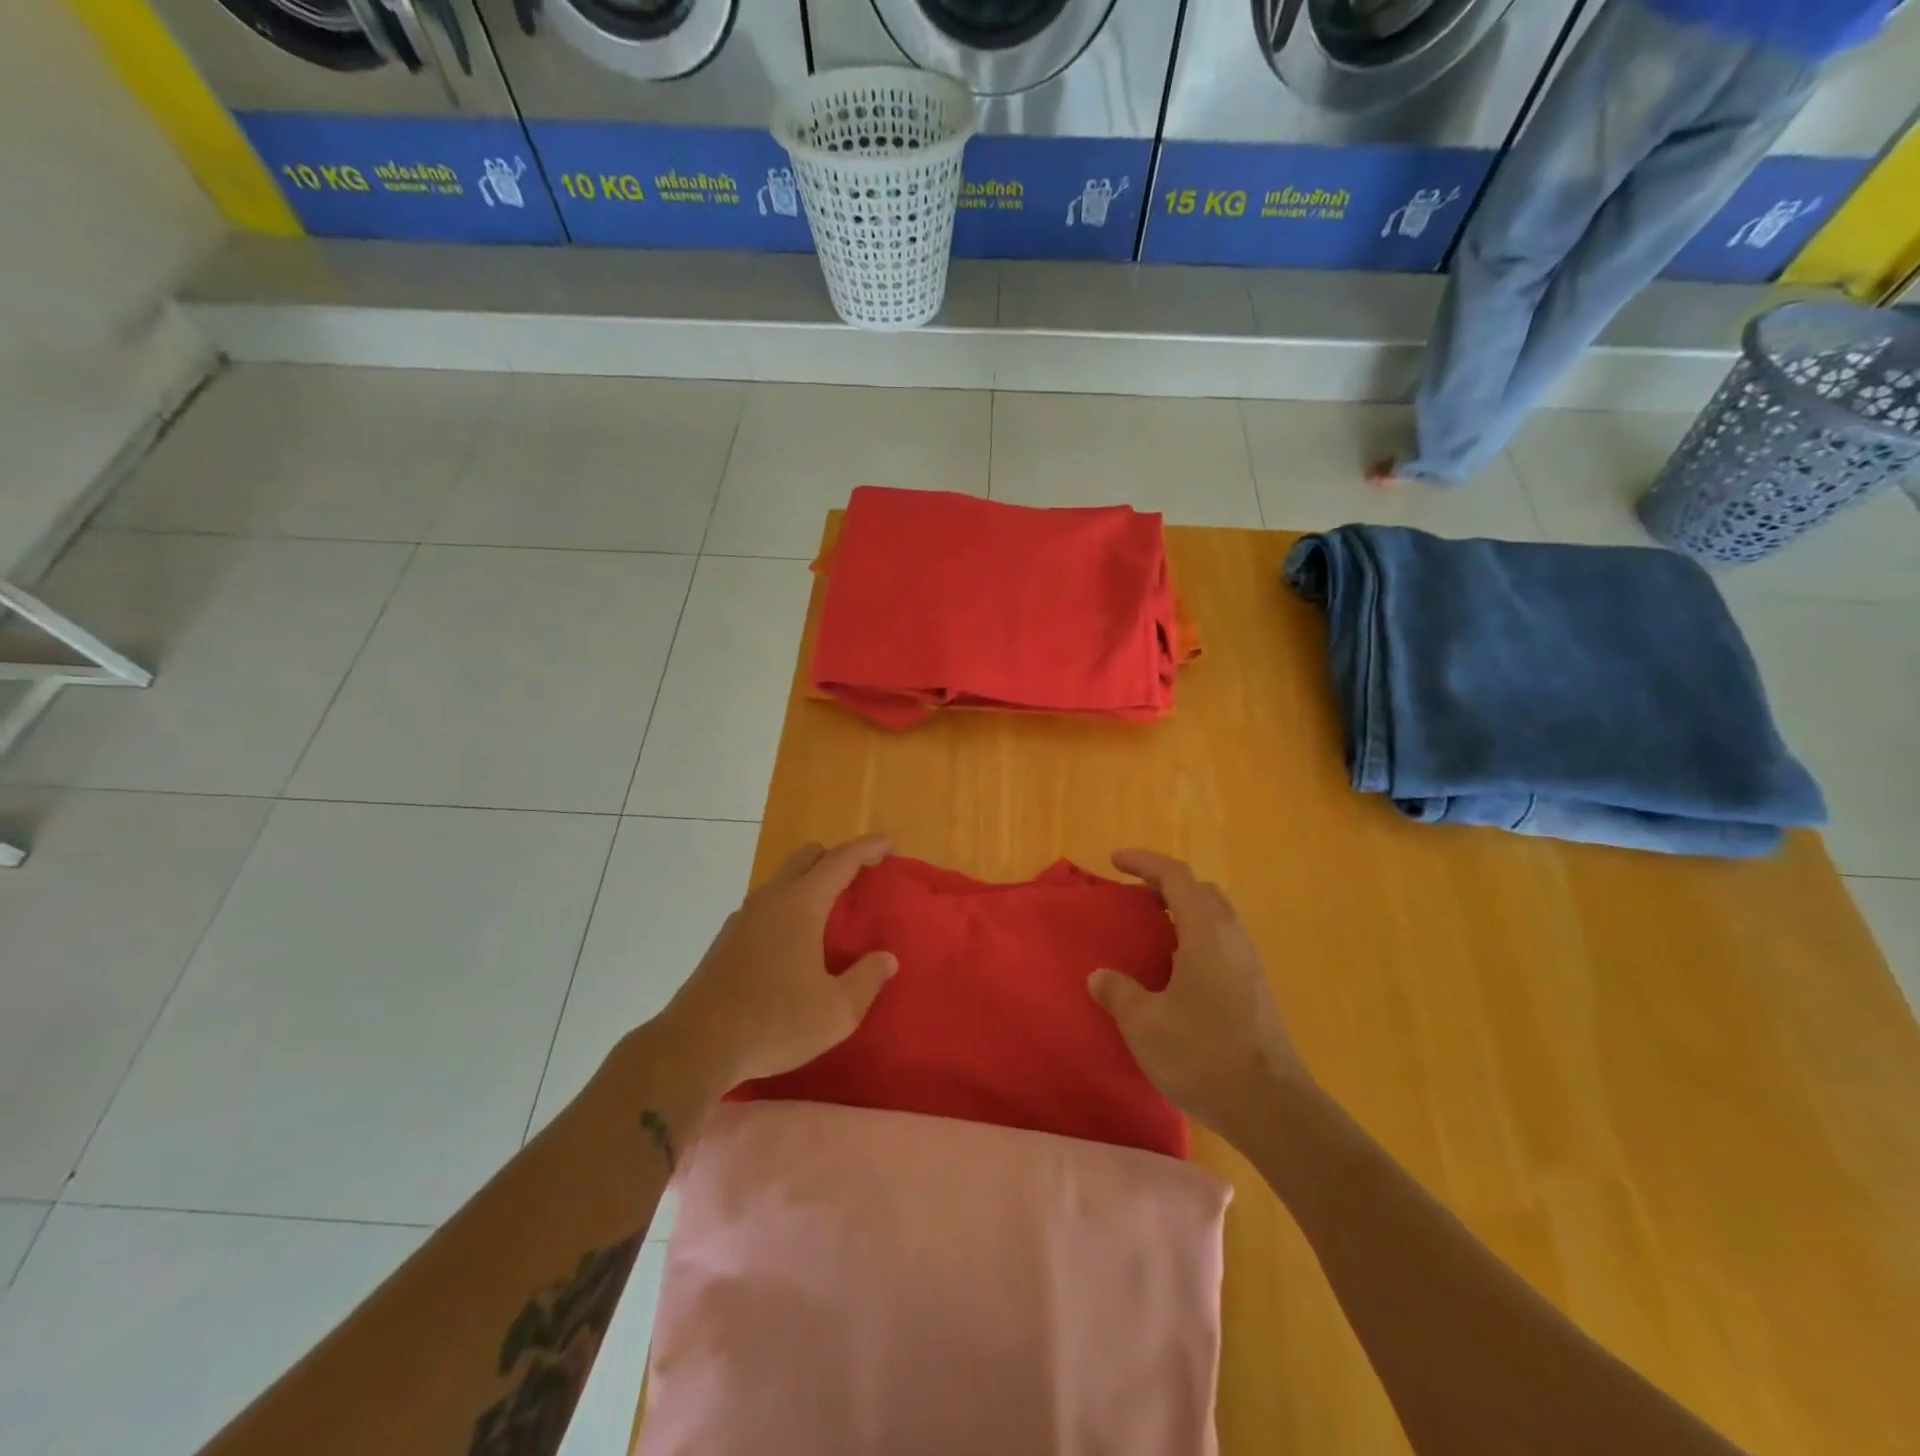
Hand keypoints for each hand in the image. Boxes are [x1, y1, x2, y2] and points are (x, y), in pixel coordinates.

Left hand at [660, 835, 896, 1090]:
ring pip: (782, 880)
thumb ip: (867, 979)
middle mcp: (770, 900)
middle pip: (806, 857)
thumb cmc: (774, 1023)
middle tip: (861, 877)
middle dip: (836, 857)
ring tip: (831, 912)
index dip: (868, 848)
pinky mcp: (726, 941)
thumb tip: (885, 958)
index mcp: (800, 905)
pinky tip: (795, 942)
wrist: (695, 1048)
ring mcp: (742, 918)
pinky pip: (766, 906)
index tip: (889, 844)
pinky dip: (788, 906)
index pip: (840, 860)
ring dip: (809, 882)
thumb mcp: (837, 1011)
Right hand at [1089, 850, 1308, 1137]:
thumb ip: (1118, 993)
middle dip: (1167, 885)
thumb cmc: (1203, 1055)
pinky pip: (1223, 944)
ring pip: (1217, 918)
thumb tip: (1100, 977)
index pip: (1176, 876)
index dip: (1144, 862)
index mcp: (1205, 933)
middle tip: (1135, 898)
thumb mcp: (1145, 1024)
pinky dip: (1197, 938)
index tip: (1115, 860)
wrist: (1271, 1107)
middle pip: (1201, 891)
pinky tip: (1177, 973)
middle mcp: (1232, 939)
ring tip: (1153, 933)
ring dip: (1185, 912)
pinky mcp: (1257, 991)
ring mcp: (1250, 965)